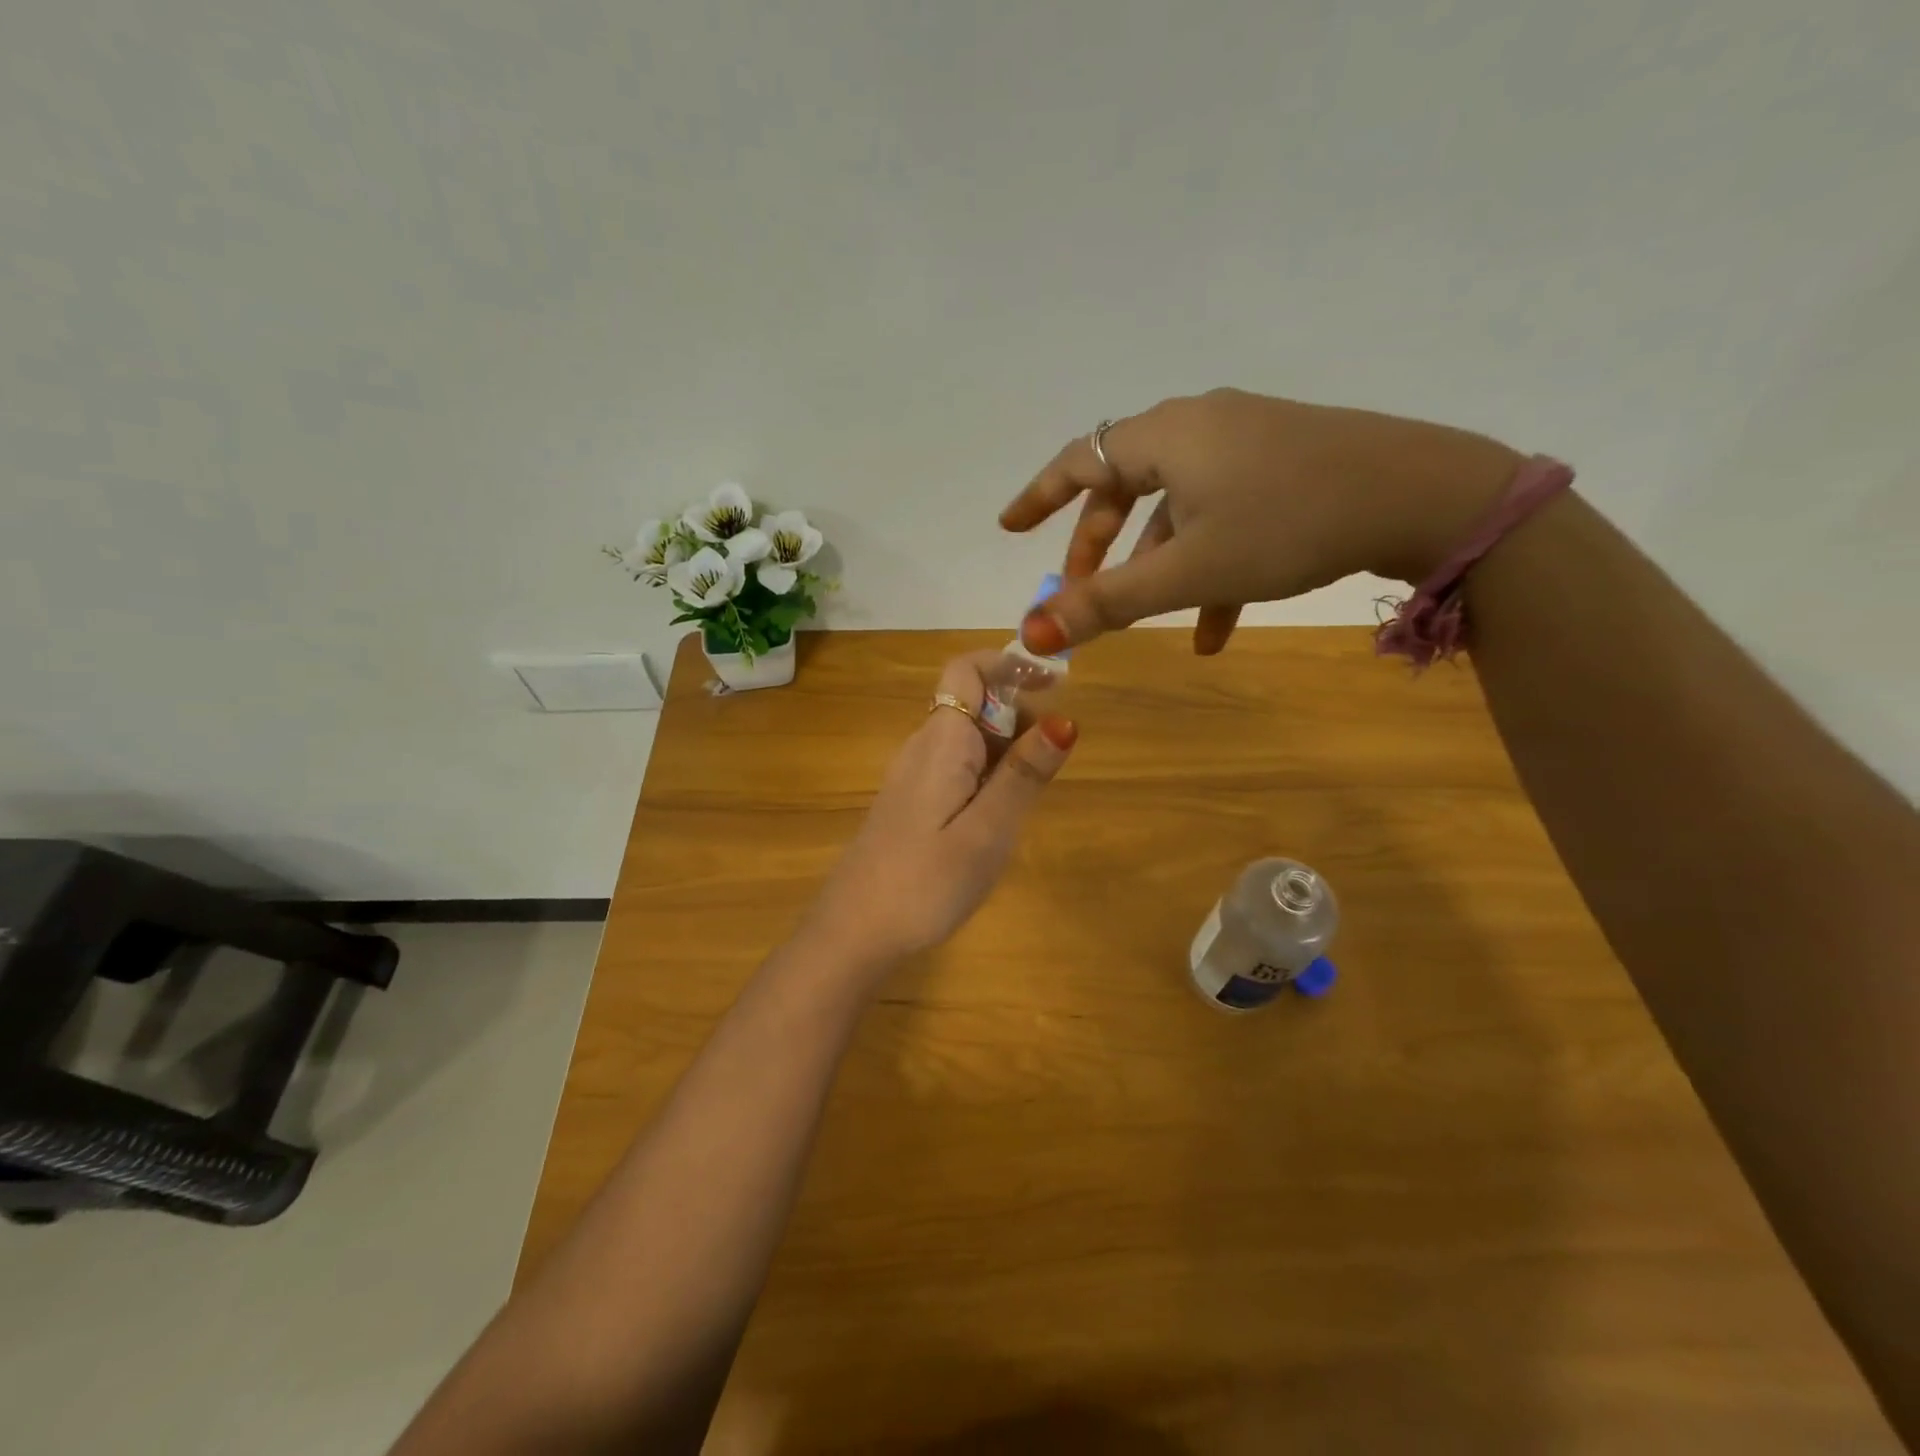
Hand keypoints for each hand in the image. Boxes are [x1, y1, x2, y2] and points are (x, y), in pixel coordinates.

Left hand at [804, 653, 1076, 975]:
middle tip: (1049, 766)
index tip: (1056, 683)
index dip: (1009, 663)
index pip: (966, 670)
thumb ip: (1025, 774)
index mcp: (941, 741)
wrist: (855, 932)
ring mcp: (912, 775)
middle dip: (1018, 715)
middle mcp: (922, 747)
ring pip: (968, 738)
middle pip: (973, 703)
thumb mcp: (989, 830)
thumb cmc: (926, 882)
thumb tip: (1065, 719)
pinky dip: (987, 774)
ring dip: (1005, 749)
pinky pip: (956, 767)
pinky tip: (997, 818)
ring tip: (1027, 800)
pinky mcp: (910, 802)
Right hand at [1000, 389, 1524, 654]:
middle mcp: (1200, 427)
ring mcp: (1245, 443)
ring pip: (1177, 509)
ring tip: (1154, 625)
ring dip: (1157, 567)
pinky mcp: (1283, 464)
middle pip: (1125, 487)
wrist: (1425, 495)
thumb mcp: (1189, 570)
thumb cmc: (1288, 524)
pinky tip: (1216, 631)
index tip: (1010, 528)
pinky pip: (1224, 514)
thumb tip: (1030, 633)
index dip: (1039, 497)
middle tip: (1083, 594)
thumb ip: (1107, 603)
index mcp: (1166, 436)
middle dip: (1100, 547)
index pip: (1079, 459)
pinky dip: (1208, 566)